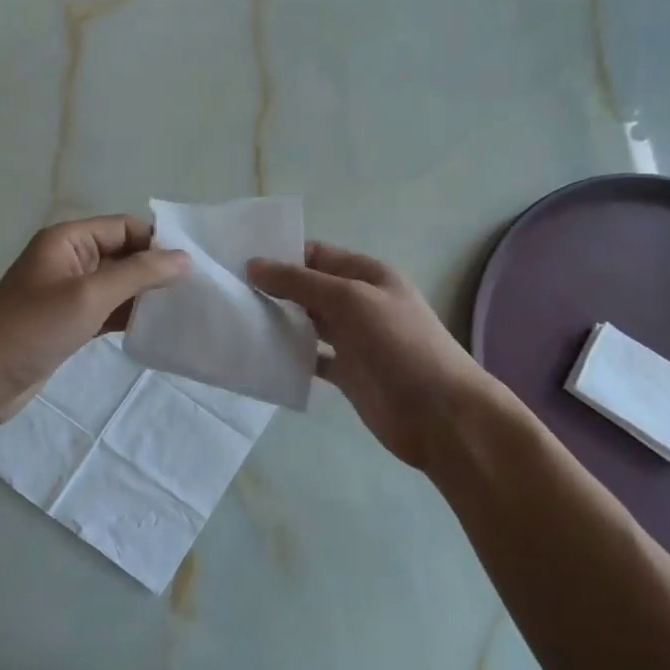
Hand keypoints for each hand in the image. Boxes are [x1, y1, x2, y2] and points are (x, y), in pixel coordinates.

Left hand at [0, 216, 189, 431]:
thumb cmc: (32, 329)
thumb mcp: (88, 296)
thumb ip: (138, 274)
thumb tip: (183, 258)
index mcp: (67, 240)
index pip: (123, 228)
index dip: (156, 242)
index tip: (193, 265)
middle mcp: (69, 259)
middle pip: (123, 254)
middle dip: (155, 269)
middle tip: (196, 289)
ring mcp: (68, 292)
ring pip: (117, 284)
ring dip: (145, 294)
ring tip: (185, 308)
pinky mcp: (69, 321)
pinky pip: (108, 309)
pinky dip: (130, 315)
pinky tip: (157, 328)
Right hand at [248, 241, 535, 471]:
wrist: (440, 414)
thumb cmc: (400, 345)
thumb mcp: (350, 300)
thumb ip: (301, 282)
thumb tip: (253, 265)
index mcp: (368, 275)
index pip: (317, 255)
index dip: (281, 255)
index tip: (239, 261)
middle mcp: (359, 303)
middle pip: (309, 288)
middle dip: (273, 288)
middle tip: (228, 292)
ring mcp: (353, 340)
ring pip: (307, 323)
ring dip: (278, 322)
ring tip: (235, 320)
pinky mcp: (347, 374)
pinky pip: (311, 358)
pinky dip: (289, 356)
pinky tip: (260, 356)